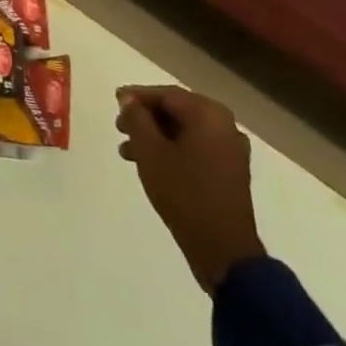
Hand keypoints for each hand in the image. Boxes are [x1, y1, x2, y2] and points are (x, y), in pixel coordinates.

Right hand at [116, 85, 265, 292]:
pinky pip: (197, 149)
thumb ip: (137, 119)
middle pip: (177, 111)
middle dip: (146, 118)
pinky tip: (152, 165)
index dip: (137, 97)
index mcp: (208, 114)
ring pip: (185, 132)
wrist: (223, 250)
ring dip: (156, 137)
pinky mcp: (231, 172)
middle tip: (119, 127)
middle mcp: (224, 125)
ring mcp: (231, 150)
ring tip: (127, 151)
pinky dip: (173, 151)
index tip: (115, 101)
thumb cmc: (184, 194)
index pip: (166, 95)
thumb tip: (129, 100)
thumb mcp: (151, 153)